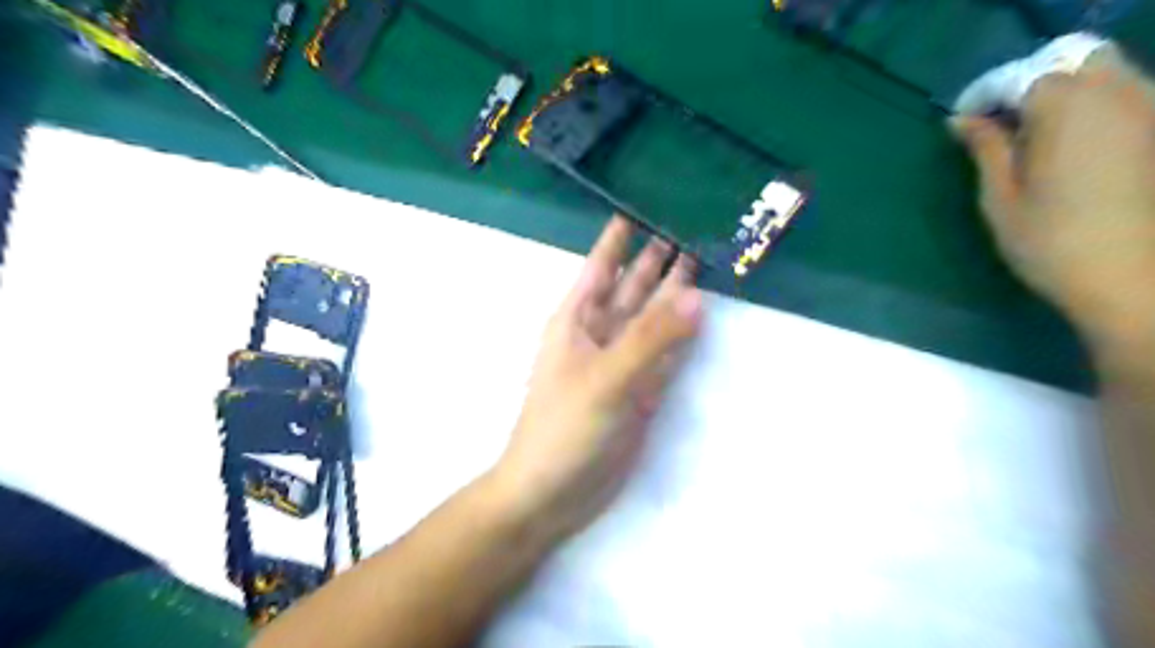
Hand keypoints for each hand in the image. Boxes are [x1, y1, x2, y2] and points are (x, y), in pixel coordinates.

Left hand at [489, 216, 703, 535]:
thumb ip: (651, 339)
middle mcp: (601, 334)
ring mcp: (622, 362)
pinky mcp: (639, 390)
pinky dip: (681, 335)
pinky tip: (698, 316)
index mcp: (579, 319)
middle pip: (634, 287)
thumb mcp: (604, 378)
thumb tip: (696, 296)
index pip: (602, 265)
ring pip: (652, 318)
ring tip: (702, 261)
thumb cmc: (564, 428)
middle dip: (657, 259)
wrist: (552, 492)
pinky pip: (664, 353)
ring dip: (674, 294)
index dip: (619, 236)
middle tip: (690, 227)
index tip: (641, 204)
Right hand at [951, 44, 1153, 355]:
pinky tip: (1074, 137)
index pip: (1019, 77)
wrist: (1129, 278)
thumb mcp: (1000, 197)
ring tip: (1035, 128)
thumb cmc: (1048, 241)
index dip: (984, 94)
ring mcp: (1149, 110)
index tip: (959, 120)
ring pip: (1106, 71)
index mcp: (1066, 110)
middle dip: (1030, 81)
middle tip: (1000, 119)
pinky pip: (1129, 93)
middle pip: (1071, 59)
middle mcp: (1116, 95)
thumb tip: (962, 120)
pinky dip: (1095, 101)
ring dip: (1065, 87)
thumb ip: (986, 149)